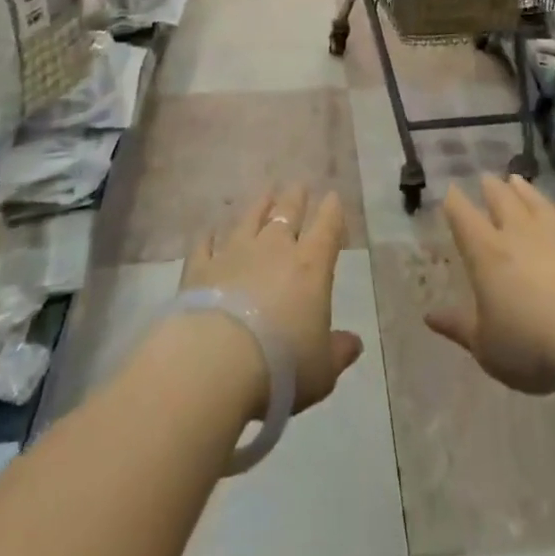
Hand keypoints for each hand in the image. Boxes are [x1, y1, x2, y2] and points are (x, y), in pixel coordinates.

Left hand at [180, 185, 363, 417]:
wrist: (216, 362)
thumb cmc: (281, 366)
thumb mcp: (321, 369)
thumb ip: (338, 352)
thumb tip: (354, 343)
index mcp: (311, 265)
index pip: (327, 227)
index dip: (332, 211)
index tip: (332, 197)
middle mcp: (274, 248)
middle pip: (287, 212)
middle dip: (296, 197)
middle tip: (298, 185)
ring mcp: (234, 253)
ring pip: (249, 218)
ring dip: (259, 205)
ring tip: (265, 192)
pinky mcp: (200, 267)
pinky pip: (205, 244)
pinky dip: (209, 237)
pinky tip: (209, 232)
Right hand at [425, 175, 554, 395]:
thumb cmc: (530, 345)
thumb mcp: (485, 347)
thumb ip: (458, 327)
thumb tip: (429, 315)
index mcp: (487, 253)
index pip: (464, 218)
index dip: (455, 203)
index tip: (450, 190)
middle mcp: (520, 235)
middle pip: (503, 201)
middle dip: (492, 188)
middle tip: (486, 178)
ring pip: (538, 204)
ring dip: (526, 191)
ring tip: (517, 179)